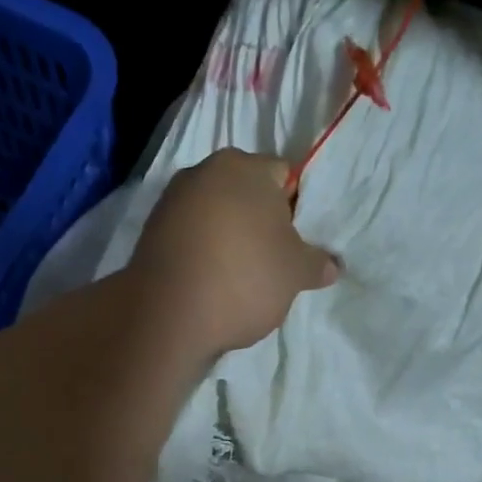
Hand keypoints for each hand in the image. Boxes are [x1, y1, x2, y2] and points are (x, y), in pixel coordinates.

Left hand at [129, 148, 339, 355]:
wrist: (167, 314)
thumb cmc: (244, 278)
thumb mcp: (294, 274)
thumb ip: (316, 263)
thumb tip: (332, 265)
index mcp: (244, 167)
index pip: (283, 176)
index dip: (295, 209)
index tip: (295, 243)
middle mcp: (203, 172)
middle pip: (243, 193)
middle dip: (258, 221)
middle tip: (270, 260)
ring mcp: (170, 201)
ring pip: (213, 215)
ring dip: (227, 237)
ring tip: (237, 277)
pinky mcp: (149, 233)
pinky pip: (188, 237)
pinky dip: (200, 253)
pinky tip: (208, 283)